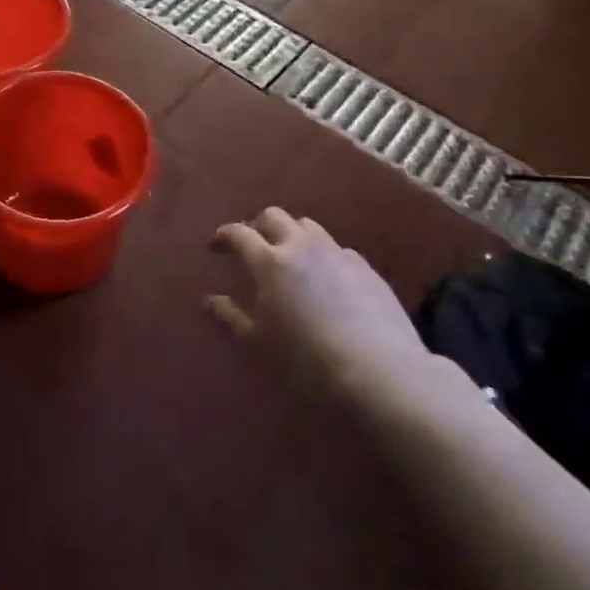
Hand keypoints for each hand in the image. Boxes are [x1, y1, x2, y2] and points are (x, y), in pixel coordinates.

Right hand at [213, 208, 430, 391]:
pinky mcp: (366, 268)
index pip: (238, 233)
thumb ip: (230, 317)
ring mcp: (337, 253)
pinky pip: (337, 249)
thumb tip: (209, 300)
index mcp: (269, 261)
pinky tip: (327, 279)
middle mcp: (301, 246)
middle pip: (274, 217)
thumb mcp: (257, 344)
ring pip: (308, 226)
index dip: (223, 236)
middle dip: (258, 226)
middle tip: (252, 247)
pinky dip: (323, 255)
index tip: (215, 246)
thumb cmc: (306, 361)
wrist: (379, 372)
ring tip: (290, 257)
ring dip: (292, 234)